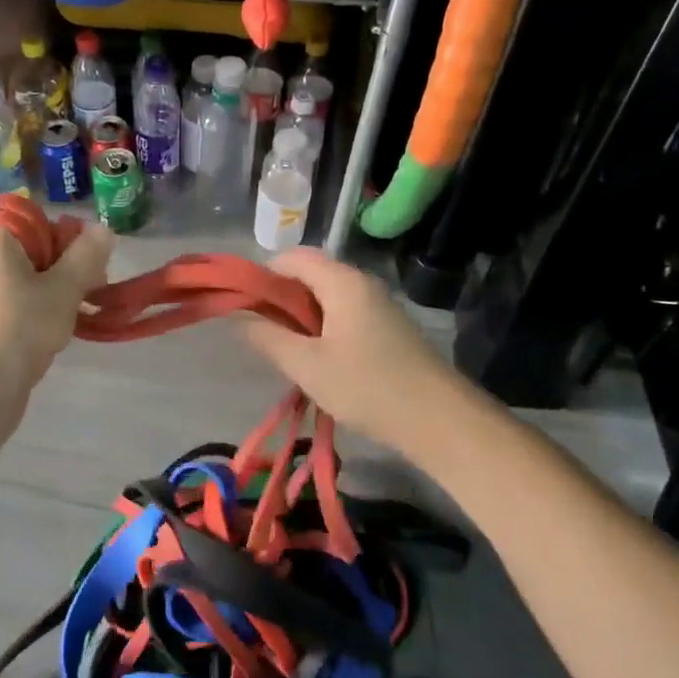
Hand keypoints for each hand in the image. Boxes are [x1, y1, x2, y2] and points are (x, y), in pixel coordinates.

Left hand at [0, 223, 113, 393]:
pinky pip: (18, 304)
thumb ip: (87, 255)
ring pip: (30, 279)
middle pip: (36, 250)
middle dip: (68, 267)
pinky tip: (57, 331)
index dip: (68, 237)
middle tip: (92, 290)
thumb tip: (102, 229)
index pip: (38, 221)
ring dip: (58, 292)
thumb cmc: (22, 327)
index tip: (89, 263)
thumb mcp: (65, 287)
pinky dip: (40, 311)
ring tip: (78, 314)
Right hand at [240, 248, 457, 440]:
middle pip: (310, 274)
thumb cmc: (368, 387)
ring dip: (301, 317)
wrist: (440, 420)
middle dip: (281, 299)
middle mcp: (361, 283)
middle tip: (263, 335)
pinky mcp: (388, 327)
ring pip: (327, 297)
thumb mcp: (307, 365)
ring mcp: (378, 305)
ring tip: (287, 352)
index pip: (292, 258)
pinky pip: (345, 313)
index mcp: (342, 281)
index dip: (263, 276)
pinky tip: (319, 361)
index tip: (245, 308)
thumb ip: (267, 337)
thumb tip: (238, 317)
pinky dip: (323, 328)